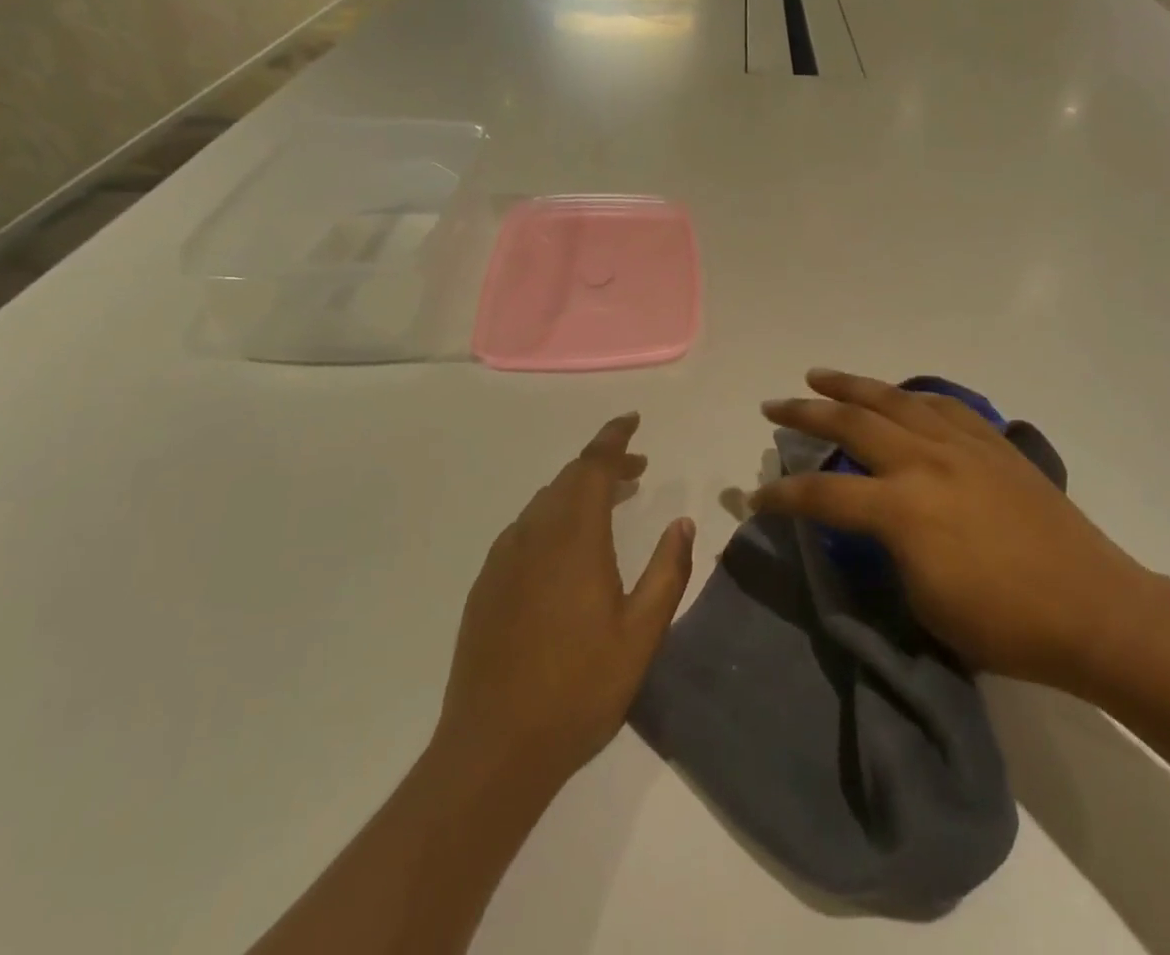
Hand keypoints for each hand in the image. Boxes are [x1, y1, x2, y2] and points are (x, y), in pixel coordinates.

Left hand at [434, 414, 694, 795]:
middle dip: (604, 464)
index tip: (632, 420)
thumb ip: (667, 571)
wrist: (493, 749)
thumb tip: (683, 522)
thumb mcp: (641, 634)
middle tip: (638, 469)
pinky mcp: (487, 584)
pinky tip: (568, 546)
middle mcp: (534, 534)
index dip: (614, 438)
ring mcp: (504, 558)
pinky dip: (554, 516)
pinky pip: (525, 528)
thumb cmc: (579, 689)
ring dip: (579, 490)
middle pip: (569, 478)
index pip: (593, 466)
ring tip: (611, 501)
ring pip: (545, 502)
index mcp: (574, 538)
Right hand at [752, 370, 1154, 693]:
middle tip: (772, 405)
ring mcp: (961, 444)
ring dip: (850, 384)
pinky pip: (942, 405)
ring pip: (893, 400)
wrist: (1093, 609)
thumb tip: (873, 525)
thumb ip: (887, 553)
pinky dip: (911, 396)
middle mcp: (925, 462)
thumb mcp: (924, 602)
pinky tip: (899, 395)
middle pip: (851, 423)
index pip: (823, 495)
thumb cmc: (1005, 625)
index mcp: (903, 509)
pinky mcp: (992, 443)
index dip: (782, 497)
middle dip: (804, 413)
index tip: (755, 497)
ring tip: (819, 375)